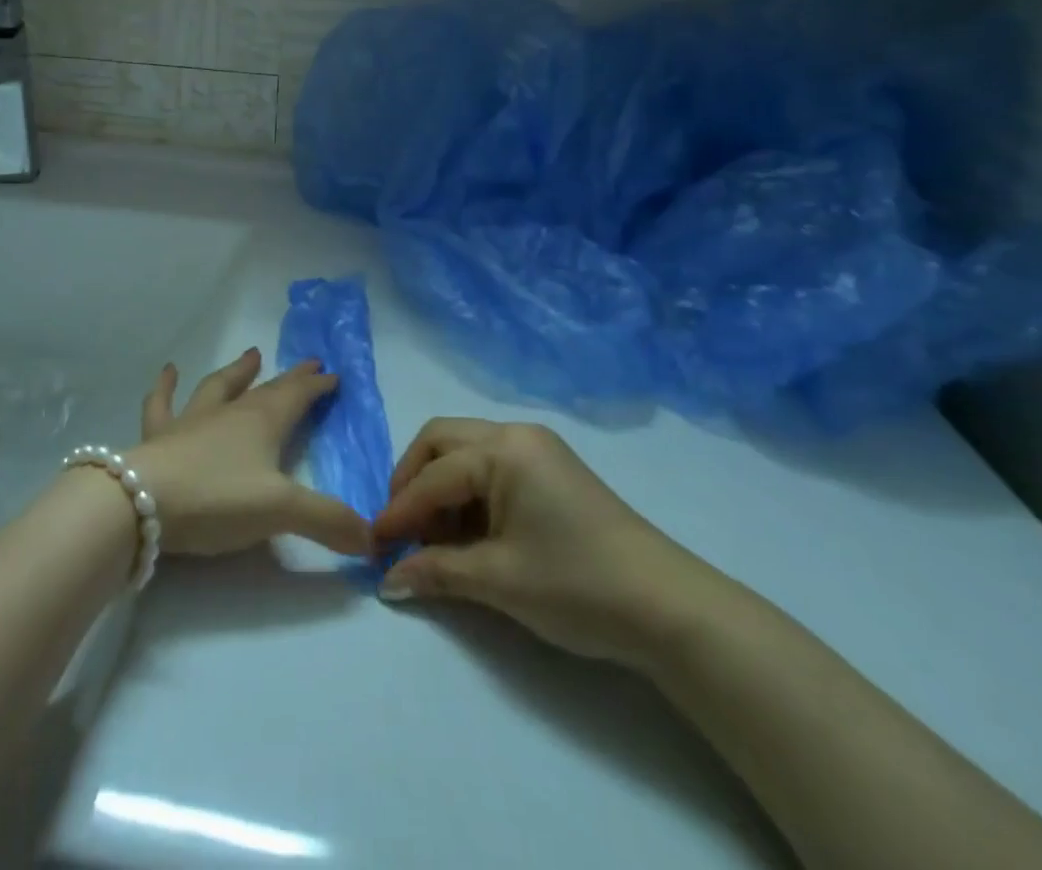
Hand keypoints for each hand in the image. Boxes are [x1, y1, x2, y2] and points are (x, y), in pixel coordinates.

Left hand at [123, 348, 372, 557]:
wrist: (143, 502)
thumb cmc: (217, 498)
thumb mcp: (281, 512)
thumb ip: (328, 522)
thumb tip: (373, 539)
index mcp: (262, 423)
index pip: (297, 397)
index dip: (316, 386)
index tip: (333, 375)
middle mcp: (230, 413)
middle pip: (266, 390)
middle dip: (291, 378)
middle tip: (309, 362)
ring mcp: (192, 421)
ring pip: (219, 387)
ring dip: (237, 372)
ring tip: (251, 354)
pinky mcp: (159, 436)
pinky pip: (162, 404)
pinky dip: (166, 386)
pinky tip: (168, 370)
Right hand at [372, 418, 721, 666]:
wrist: (669, 608)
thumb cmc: (576, 584)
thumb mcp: (498, 580)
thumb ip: (436, 572)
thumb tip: (386, 582)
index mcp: (502, 449)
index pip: (432, 476)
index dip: (399, 513)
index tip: (372, 546)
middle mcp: (516, 434)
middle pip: (442, 442)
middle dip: (413, 482)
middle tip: (401, 530)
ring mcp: (538, 449)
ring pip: (465, 452)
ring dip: (441, 489)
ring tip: (437, 542)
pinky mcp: (552, 470)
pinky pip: (492, 467)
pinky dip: (470, 494)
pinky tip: (470, 535)